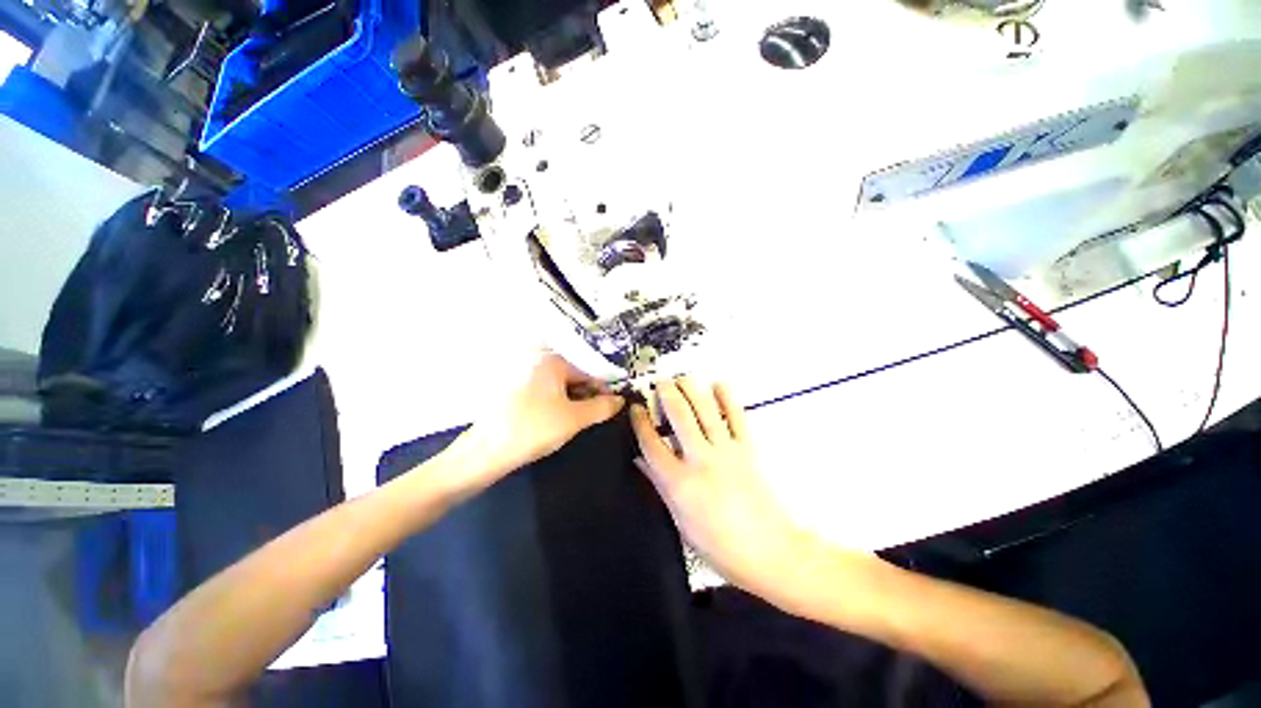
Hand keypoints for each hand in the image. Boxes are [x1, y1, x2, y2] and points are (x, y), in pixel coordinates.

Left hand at [441, 353, 623, 498]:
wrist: (485, 452)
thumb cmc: (534, 429)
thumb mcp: (575, 419)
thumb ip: (602, 407)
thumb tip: (620, 400)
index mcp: (551, 361)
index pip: (588, 371)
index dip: (603, 389)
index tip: (611, 407)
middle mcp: (536, 361)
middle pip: (573, 376)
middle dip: (586, 395)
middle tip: (593, 416)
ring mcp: (522, 374)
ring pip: (558, 385)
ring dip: (572, 400)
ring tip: (575, 420)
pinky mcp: (513, 389)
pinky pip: (544, 391)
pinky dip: (555, 402)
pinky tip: (556, 420)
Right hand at [630, 378, 822, 605]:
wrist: (769, 552)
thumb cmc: (718, 545)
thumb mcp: (680, 520)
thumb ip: (659, 485)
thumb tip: (640, 460)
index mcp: (678, 482)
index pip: (651, 443)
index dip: (640, 422)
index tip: (636, 408)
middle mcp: (700, 459)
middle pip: (679, 416)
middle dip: (667, 393)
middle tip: (660, 382)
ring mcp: (726, 450)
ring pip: (705, 410)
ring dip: (692, 389)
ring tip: (682, 378)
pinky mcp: (748, 448)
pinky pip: (736, 416)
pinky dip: (727, 398)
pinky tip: (718, 385)